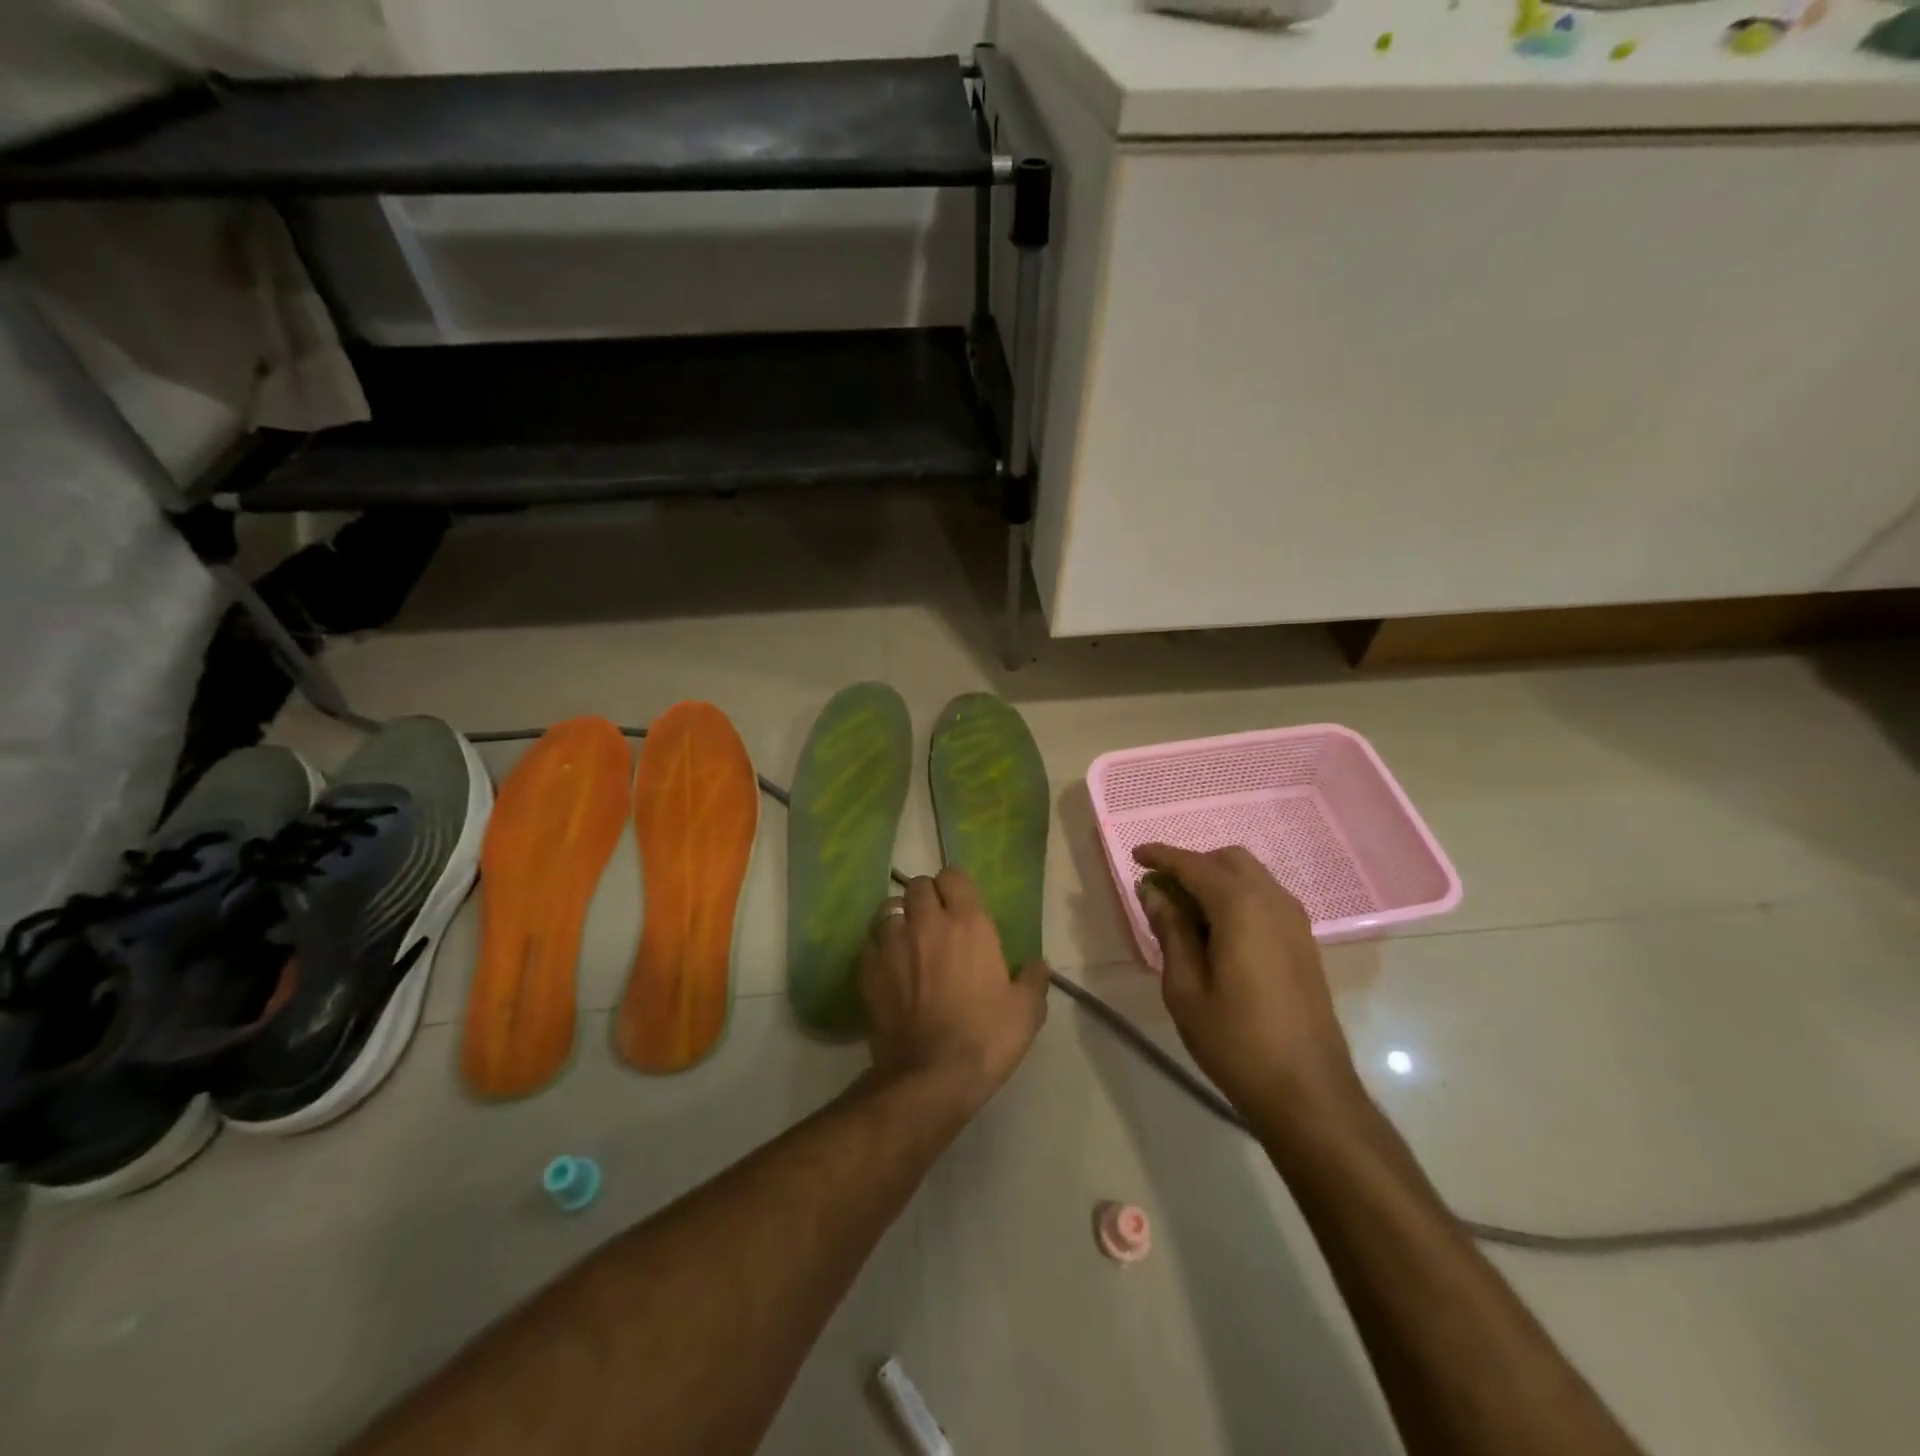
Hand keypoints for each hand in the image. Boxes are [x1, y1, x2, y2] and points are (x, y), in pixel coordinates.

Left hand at [860, 869, 1049, 1118]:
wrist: (929, 1076)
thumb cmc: (985, 1039)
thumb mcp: (1027, 1012)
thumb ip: (1033, 980)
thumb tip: (1037, 965)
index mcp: (969, 924)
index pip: (954, 876)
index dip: (956, 887)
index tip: (961, 904)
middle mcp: (927, 922)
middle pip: (918, 885)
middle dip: (926, 896)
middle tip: (935, 921)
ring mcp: (892, 942)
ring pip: (890, 907)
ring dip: (900, 917)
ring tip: (908, 939)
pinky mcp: (868, 967)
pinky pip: (871, 939)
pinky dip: (880, 944)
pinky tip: (889, 965)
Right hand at [1134, 844, 1362, 1127]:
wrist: (1308, 1092)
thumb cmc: (1236, 1041)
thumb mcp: (1186, 988)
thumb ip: (1170, 931)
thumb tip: (1153, 892)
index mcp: (1241, 908)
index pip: (1194, 865)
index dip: (1162, 856)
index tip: (1135, 855)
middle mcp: (1273, 902)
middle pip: (1229, 860)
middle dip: (1192, 864)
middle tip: (1161, 890)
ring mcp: (1295, 922)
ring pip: (1251, 877)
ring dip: (1216, 880)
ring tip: (1186, 912)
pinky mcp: (1305, 943)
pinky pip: (1266, 899)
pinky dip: (1237, 897)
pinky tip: (1218, 932)